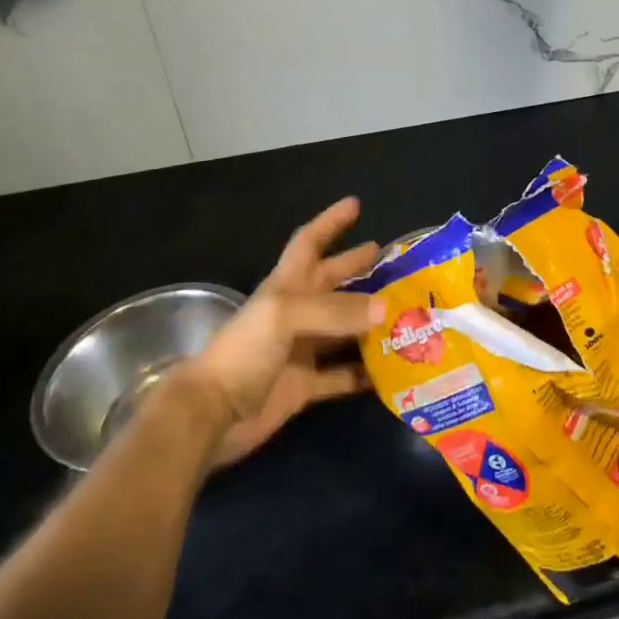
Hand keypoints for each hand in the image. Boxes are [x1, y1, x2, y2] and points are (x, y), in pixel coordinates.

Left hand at [177, 197, 382, 466]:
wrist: (212, 414)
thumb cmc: (244, 352)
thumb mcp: (285, 316)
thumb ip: (335, 310)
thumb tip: (386, 309)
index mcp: (286, 286)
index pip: (309, 242)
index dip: (330, 221)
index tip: (355, 204)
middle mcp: (296, 313)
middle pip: (332, 282)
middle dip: (358, 267)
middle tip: (394, 261)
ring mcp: (301, 350)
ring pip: (344, 328)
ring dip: (370, 321)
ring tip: (406, 313)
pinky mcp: (305, 386)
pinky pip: (342, 375)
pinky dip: (365, 373)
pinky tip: (392, 369)